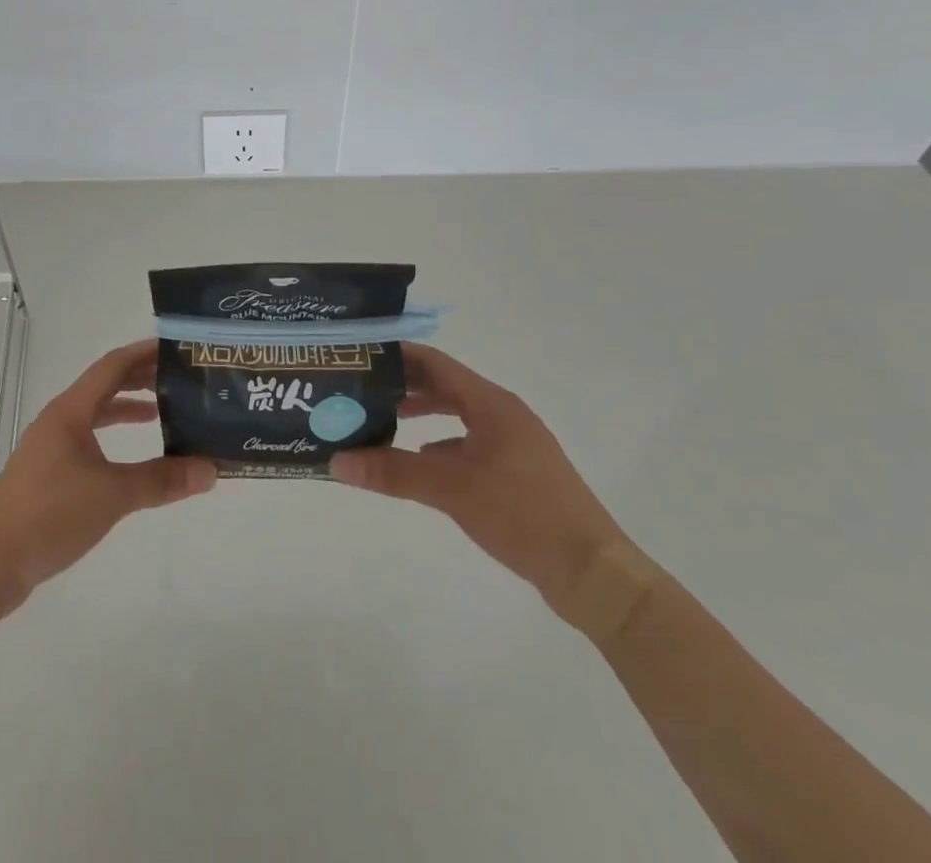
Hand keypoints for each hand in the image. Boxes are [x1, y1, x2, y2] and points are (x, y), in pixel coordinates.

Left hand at [0, 338, 215, 606]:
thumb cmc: (50, 514)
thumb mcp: (113, 495)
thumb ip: (161, 480)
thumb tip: (210, 470)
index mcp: (70, 411)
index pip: (112, 366)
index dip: (143, 353)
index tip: (176, 347)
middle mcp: (59, 420)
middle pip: (104, 386)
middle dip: (140, 379)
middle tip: (179, 379)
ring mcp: (51, 446)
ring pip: (95, 414)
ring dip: (126, 409)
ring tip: (163, 413)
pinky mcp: (48, 473)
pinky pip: (88, 440)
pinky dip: (113, 438)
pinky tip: (130, 458)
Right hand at [330, 344, 628, 605]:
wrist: (595, 574)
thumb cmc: (524, 514)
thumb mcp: (452, 489)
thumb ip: (393, 472)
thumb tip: (336, 461)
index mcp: (491, 404)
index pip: (435, 363)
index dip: (397, 355)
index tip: (360, 356)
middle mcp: (503, 414)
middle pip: (445, 386)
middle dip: (404, 385)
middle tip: (361, 389)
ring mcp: (514, 444)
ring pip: (458, 415)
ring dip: (422, 415)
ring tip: (383, 421)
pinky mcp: (518, 473)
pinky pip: (470, 443)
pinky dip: (441, 445)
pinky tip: (421, 464)